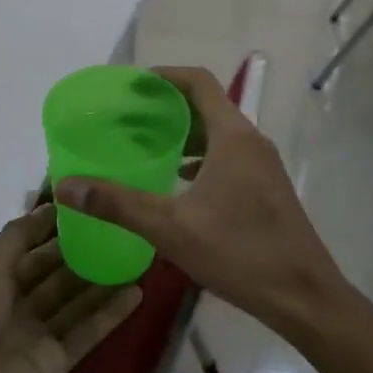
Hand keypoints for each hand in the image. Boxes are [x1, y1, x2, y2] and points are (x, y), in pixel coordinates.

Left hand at [0, 205, 142, 372]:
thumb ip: (18, 238)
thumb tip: (49, 205)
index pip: (33, 250)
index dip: (57, 230)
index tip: (89, 205)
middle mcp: (19, 307)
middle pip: (58, 275)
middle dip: (85, 252)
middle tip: (122, 226)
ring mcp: (39, 336)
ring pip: (77, 302)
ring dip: (104, 281)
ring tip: (137, 255)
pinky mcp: (57, 364)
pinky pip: (88, 333)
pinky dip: (111, 314)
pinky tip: (136, 292)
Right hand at [56, 66, 351, 339]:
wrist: (305, 297)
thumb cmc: (240, 252)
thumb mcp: (171, 228)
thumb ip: (118, 204)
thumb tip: (67, 187)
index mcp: (233, 136)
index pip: (199, 82)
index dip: (165, 76)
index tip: (133, 85)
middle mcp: (251, 141)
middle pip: (208, 105)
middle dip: (168, 106)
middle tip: (129, 117)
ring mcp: (263, 165)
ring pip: (219, 132)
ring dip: (185, 132)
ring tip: (147, 145)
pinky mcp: (266, 188)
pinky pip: (228, 155)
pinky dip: (200, 156)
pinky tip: (178, 181)